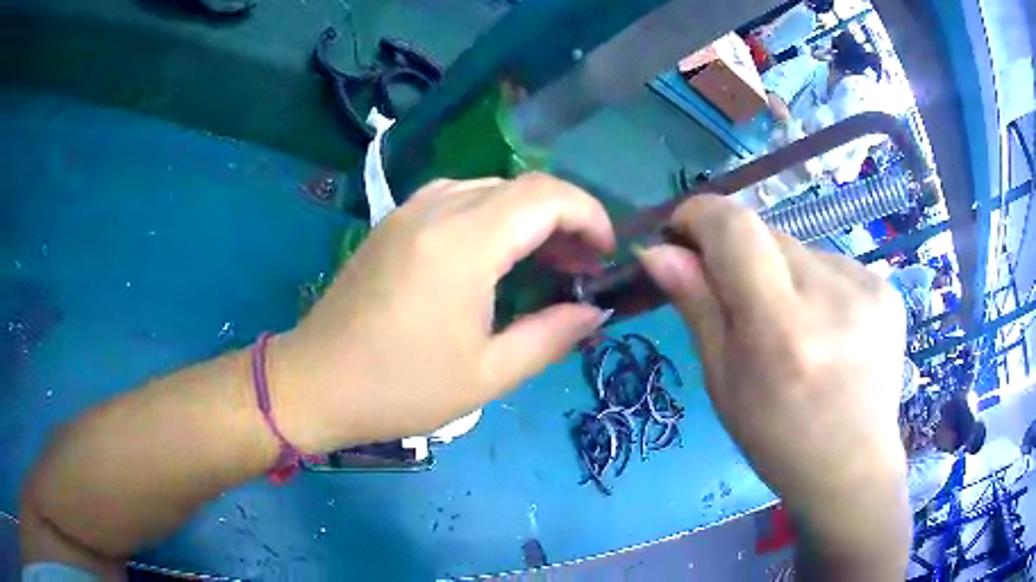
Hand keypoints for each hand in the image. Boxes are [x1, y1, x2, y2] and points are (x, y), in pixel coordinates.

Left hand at [271, 174, 614, 452]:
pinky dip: (493, 218)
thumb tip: (595, 312)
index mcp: (463, 243)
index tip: (605, 255)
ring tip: (544, 263)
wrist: (315, 381)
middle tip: (580, 269)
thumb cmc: (400, 388)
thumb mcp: (487, 375)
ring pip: (491, 189)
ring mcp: (410, 210)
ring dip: (529, 217)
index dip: (590, 216)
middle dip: (565, 219)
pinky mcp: (394, 221)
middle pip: (522, 186)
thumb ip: (551, 336)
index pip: (547, 196)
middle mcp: (436, 209)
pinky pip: (459, 198)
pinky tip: (495, 258)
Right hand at [639, 196, 909, 572]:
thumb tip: (658, 251)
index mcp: (781, 329)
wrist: (852, 467)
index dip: (700, 216)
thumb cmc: (777, 439)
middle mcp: (830, 295)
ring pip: (800, 250)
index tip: (683, 234)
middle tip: (745, 308)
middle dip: (741, 257)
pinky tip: (828, 330)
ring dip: (783, 275)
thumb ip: (696, 306)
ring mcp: (867, 288)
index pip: (735, 227)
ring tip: (796, 329)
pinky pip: (832, 265)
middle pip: (767, 235)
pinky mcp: (886, 288)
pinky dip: (817, 286)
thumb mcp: (723, 381)